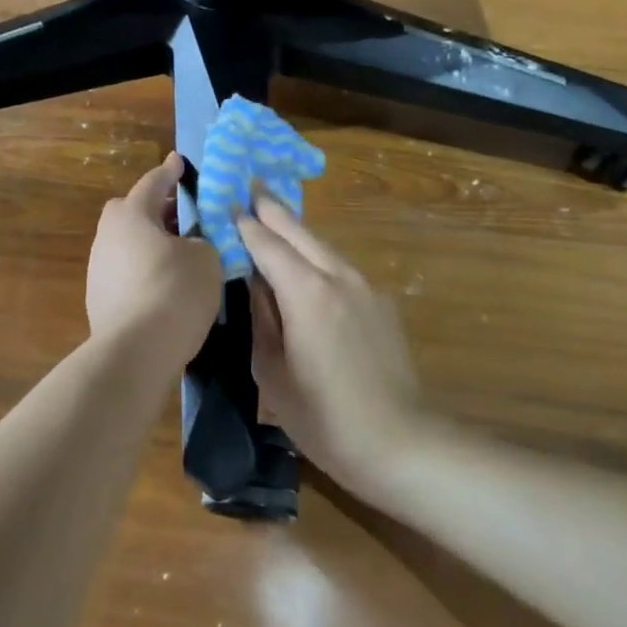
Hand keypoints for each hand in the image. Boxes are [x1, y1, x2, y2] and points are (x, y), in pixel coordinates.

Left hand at [86, 153, 222, 363]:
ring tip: (180, 255)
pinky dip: (145, 271)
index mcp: (130, 215)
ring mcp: (99, 269)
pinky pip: (126, 272)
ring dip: (150, 244)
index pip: (153, 183)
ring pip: (128, 244)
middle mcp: (107, 236)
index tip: (177, 160)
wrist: (137, 352)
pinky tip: (167, 287)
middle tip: (182, 214)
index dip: (170, 171)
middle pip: (131, 211)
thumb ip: (202, 241)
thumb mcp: (206, 258)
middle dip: (155, 209)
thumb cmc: (175, 290)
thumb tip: (191, 246)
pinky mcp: (99, 300)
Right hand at [237, 196, 428, 495]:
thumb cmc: (324, 417)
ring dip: (295, 230)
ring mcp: (365, 286)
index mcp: (306, 292)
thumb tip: (253, 283)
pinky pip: (339, 266)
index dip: (244, 222)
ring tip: (272, 216)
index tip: (225, 200)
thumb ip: (261, 319)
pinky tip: (306, 264)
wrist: (400, 442)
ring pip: (322, 245)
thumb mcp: (273, 373)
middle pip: (298, 231)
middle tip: (250, 184)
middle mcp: (337, 275)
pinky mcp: (381, 302)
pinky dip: (317, 255)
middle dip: (272, 207)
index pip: (266, 243)